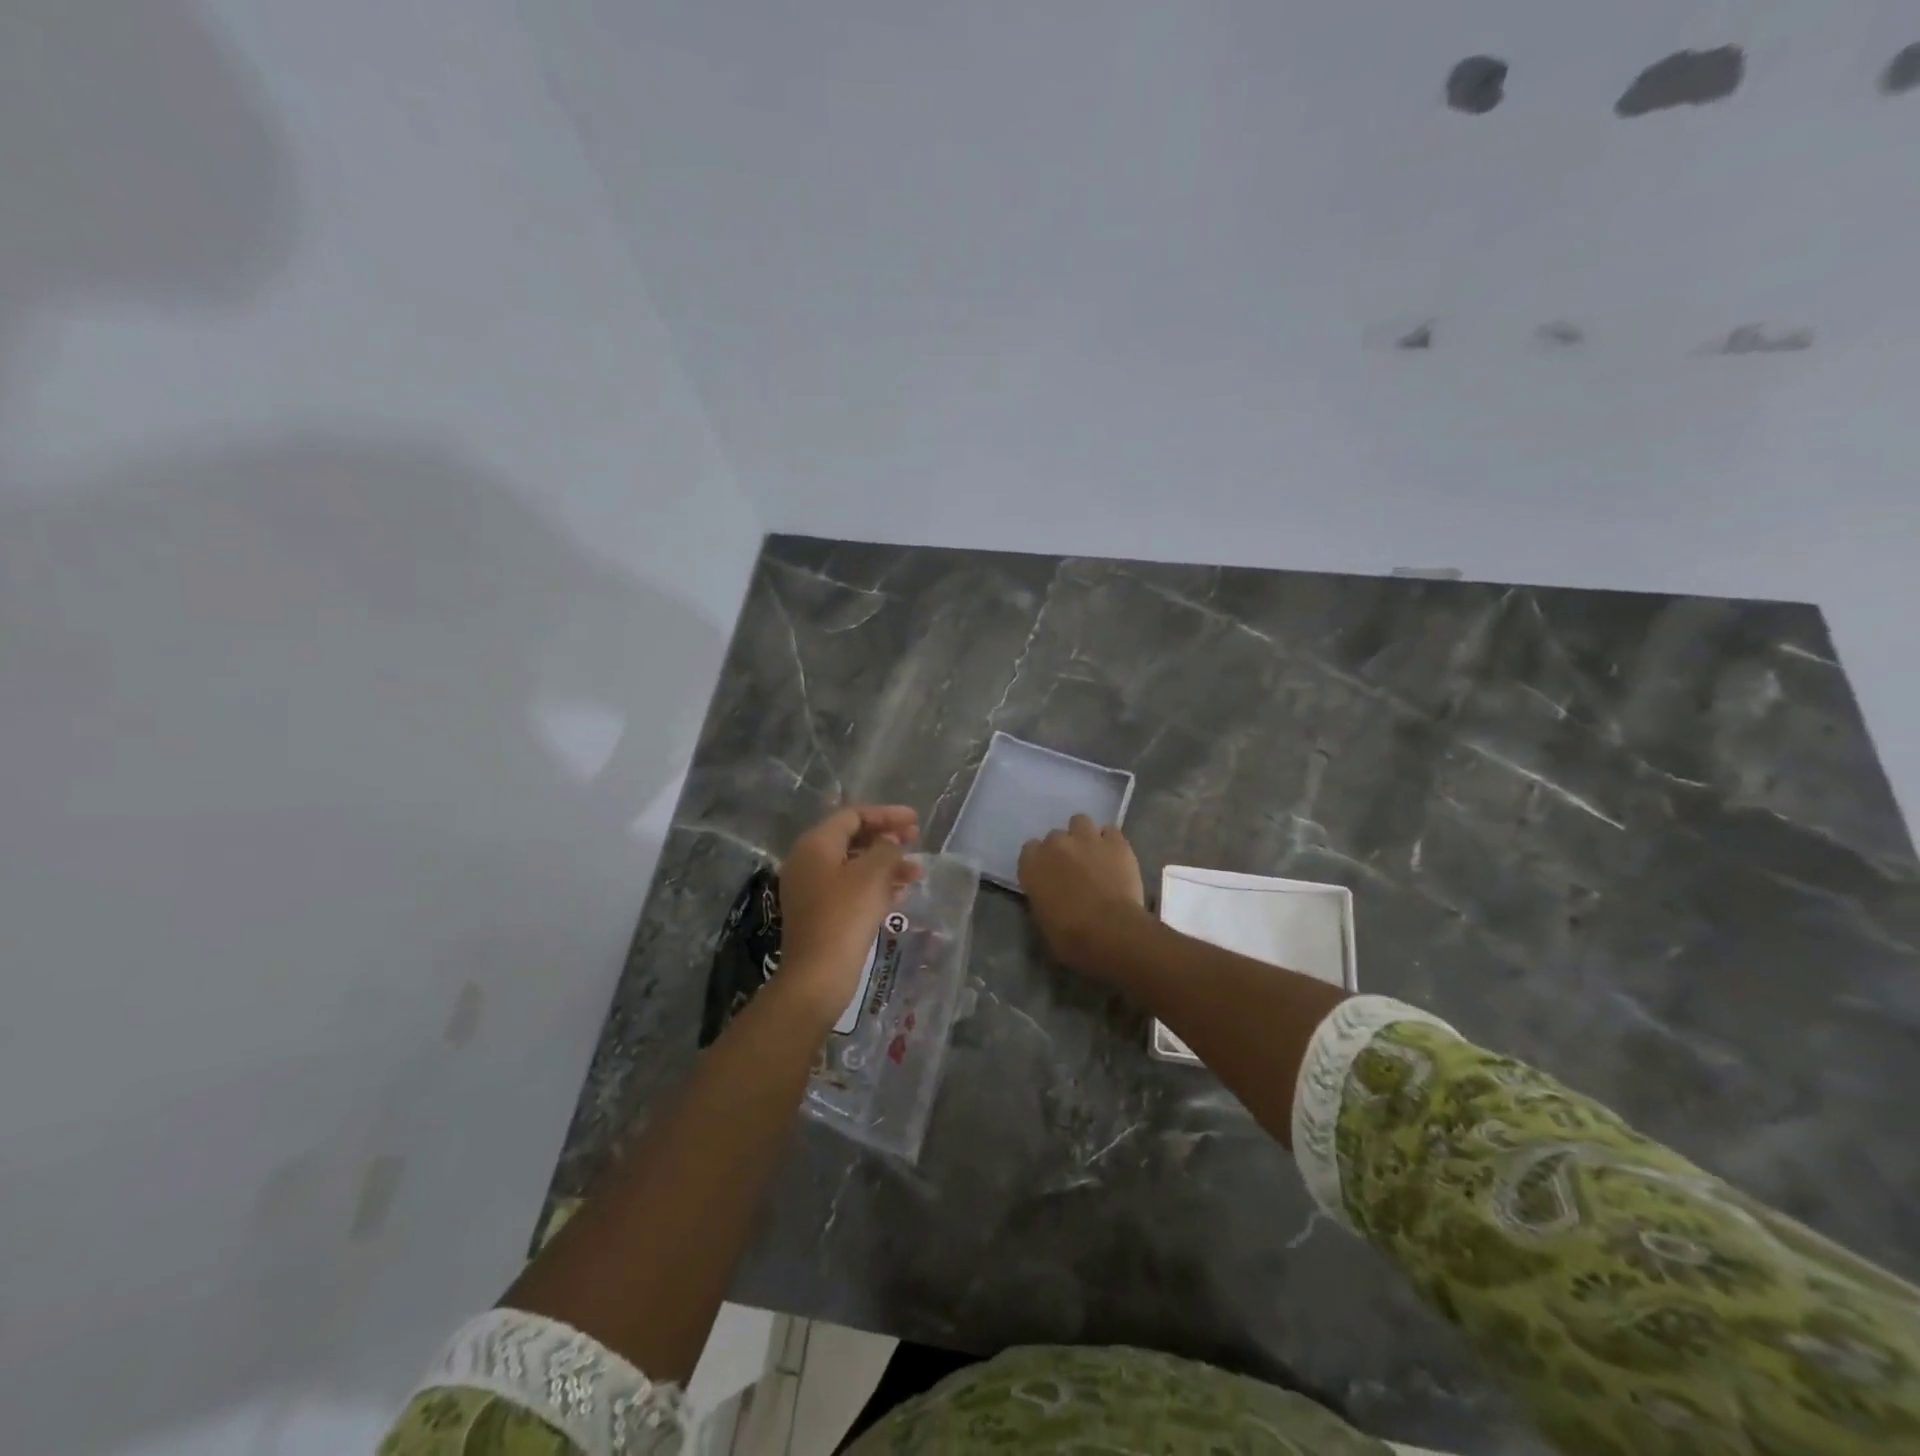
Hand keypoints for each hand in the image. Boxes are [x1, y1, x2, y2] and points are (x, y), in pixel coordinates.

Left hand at [776, 805, 921, 1027]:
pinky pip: (851, 889)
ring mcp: (812, 889)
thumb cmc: (845, 915)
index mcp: (816, 845)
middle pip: (852, 839)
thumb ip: (886, 848)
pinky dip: (875, 886)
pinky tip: (900, 893)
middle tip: (916, 840)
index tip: (915, 820)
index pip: (853, 816)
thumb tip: (890, 841)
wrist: (818, 975)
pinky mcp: (820, 914)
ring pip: (854, 866)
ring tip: (917, 872)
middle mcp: (808, 862)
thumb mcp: (872, 874)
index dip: (886, 815)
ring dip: (886, 864)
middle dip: (887, 838)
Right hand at [1018, 815, 1147, 975]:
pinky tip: (1115, 856)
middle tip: (1074, 869)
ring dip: (1084, 835)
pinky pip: (1110, 830)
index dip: (1041, 861)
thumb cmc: (1070, 936)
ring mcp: (1086, 839)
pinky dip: (1110, 841)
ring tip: (1094, 854)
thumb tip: (1051, 892)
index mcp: (1032, 864)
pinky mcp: (1115, 842)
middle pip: (1055, 836)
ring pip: (1080, 821)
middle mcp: (1055, 844)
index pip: (1029, 850)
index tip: (1049, 875)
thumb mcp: (1043, 918)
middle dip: (1063, 849)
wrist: (1109, 931)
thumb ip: (1042, 894)